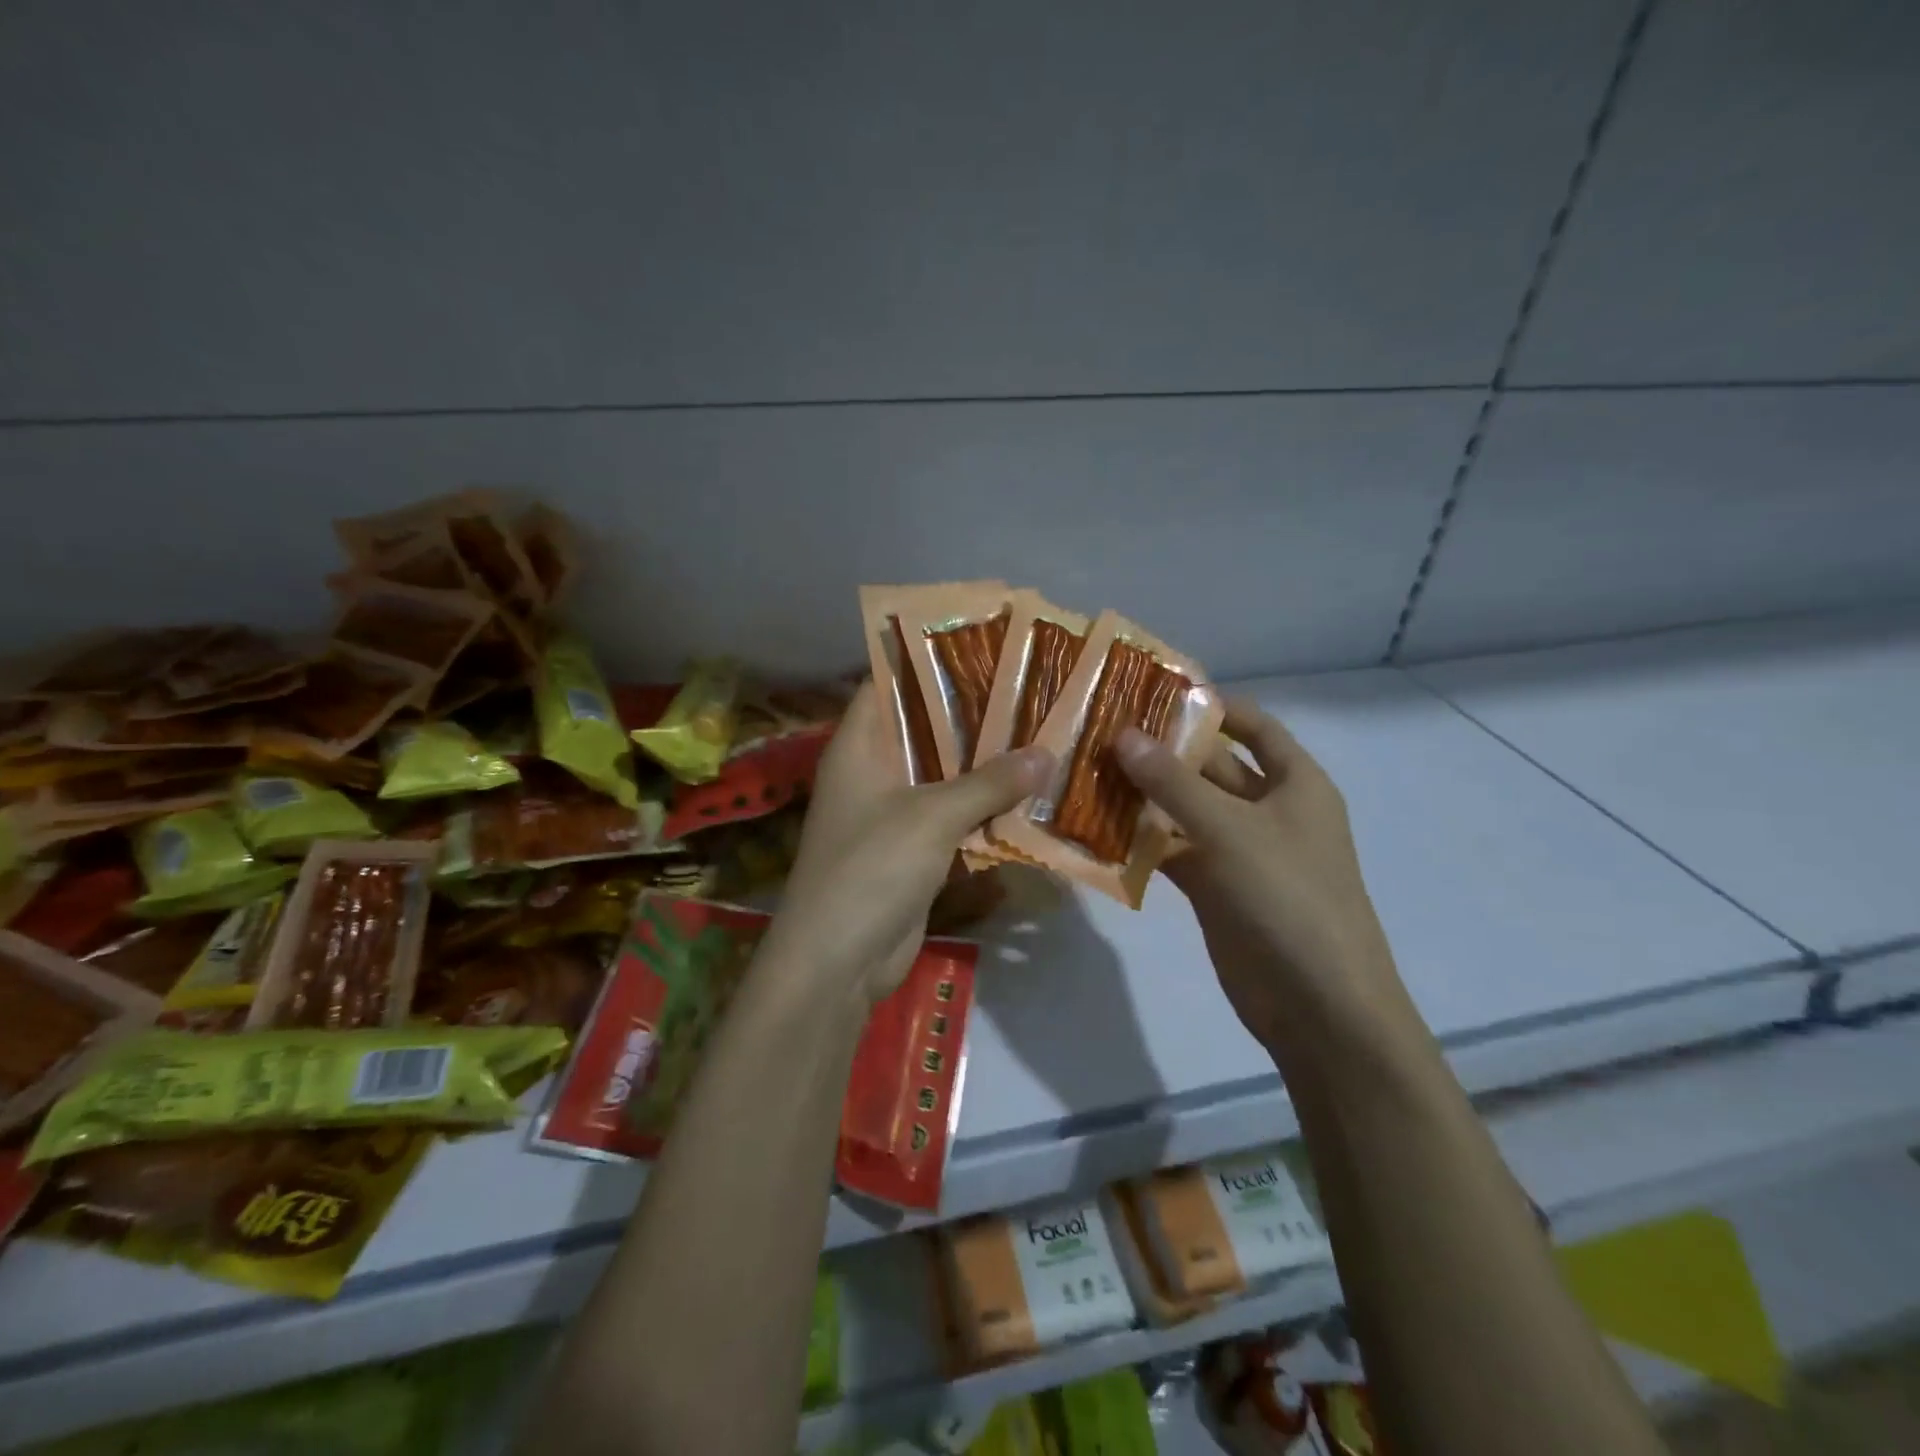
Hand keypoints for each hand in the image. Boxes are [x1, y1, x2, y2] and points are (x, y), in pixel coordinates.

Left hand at [769, 681, 1052, 1003]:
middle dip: (974, 711)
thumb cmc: (872, 869)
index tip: (981, 640)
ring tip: (1041, 730)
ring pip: (944, 772)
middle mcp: (874, 769)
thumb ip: (989, 782)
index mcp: (860, 745)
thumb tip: (1045, 753)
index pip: (888, 682)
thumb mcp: (933, 817)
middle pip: (925, 726)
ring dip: (985, 762)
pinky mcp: (912, 848)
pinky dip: (984, 806)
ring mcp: (892, 811)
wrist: (838, 961)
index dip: (928, 658)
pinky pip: (953, 814)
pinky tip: (1029, 792)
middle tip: (1030, 685)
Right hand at [1116, 699, 1402, 1048]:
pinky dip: (1141, 841)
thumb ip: (1173, 782)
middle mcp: (1267, 809)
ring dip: (1144, 795)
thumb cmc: (1287, 898)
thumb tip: (1122, 734)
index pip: (1252, 725)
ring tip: (1085, 771)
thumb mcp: (1229, 829)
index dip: (1209, 705)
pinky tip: (1096, 827)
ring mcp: (1239, 850)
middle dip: (1161, 750)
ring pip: (1185, 809)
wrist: (1317, 1005)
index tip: (1150, 692)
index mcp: (1294, 782)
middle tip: (1098, 731)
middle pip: (1210, 766)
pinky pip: (1173, 851)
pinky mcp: (1214, 887)